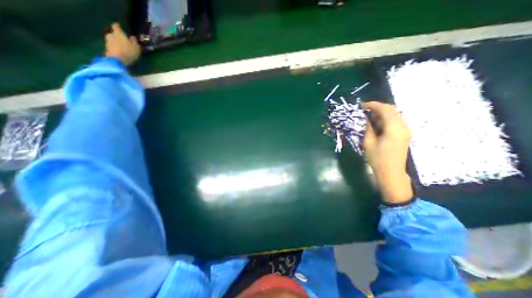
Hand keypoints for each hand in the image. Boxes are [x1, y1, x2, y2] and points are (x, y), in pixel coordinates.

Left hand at [104, 22, 139, 64]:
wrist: (117, 60)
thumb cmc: (129, 52)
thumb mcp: (136, 48)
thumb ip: (134, 42)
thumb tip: (132, 37)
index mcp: (118, 33)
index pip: (116, 26)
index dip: (118, 26)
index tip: (120, 27)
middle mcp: (111, 35)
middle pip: (113, 33)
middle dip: (117, 36)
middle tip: (123, 41)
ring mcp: (107, 42)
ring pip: (112, 40)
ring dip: (116, 43)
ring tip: (122, 48)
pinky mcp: (106, 48)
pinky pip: (112, 46)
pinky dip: (115, 48)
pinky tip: (120, 52)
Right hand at [364, 102, 412, 203]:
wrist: (391, 172)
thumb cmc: (377, 158)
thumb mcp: (368, 142)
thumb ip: (368, 128)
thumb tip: (365, 118)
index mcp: (394, 128)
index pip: (385, 109)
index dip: (373, 105)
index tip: (361, 105)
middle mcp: (403, 126)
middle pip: (391, 110)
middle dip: (377, 107)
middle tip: (364, 110)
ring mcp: (405, 130)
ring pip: (393, 114)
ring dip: (380, 113)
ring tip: (367, 117)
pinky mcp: (404, 134)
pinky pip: (394, 121)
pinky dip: (384, 119)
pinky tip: (375, 124)